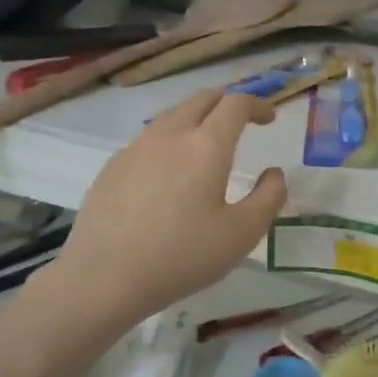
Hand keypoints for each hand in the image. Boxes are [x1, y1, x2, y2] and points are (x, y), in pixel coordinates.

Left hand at [52, 89, 286, 325]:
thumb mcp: (242, 233)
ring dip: (196, 119)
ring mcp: (136, 148)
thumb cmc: (182, 256)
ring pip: (172, 116)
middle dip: (227, 102)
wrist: (104, 278)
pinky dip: (170, 141)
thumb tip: (274, 174)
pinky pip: (149, 140)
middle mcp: (170, 135)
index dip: (257, 104)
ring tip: (206, 145)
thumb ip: (269, 198)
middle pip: (201, 99)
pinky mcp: (112, 166)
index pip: (236, 104)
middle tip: (242, 121)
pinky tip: (169, 173)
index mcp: (206, 146)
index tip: (270, 118)